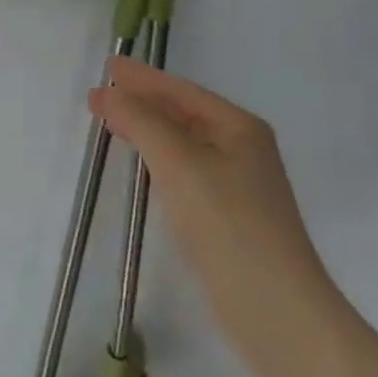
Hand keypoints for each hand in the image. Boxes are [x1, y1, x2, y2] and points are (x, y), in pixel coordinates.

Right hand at [90, 57, 326, 350]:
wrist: (275, 309)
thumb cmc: (228, 223)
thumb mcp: (179, 163)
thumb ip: (142, 122)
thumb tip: (109, 94)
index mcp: (238, 127)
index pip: (181, 91)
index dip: (142, 78)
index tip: (108, 67)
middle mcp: (242, 148)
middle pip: (183, 113)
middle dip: (142, 101)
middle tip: (101, 94)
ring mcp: (238, 184)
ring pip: (183, 142)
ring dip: (148, 129)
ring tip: (114, 121)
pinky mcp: (228, 216)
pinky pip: (185, 170)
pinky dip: (158, 158)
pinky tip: (143, 165)